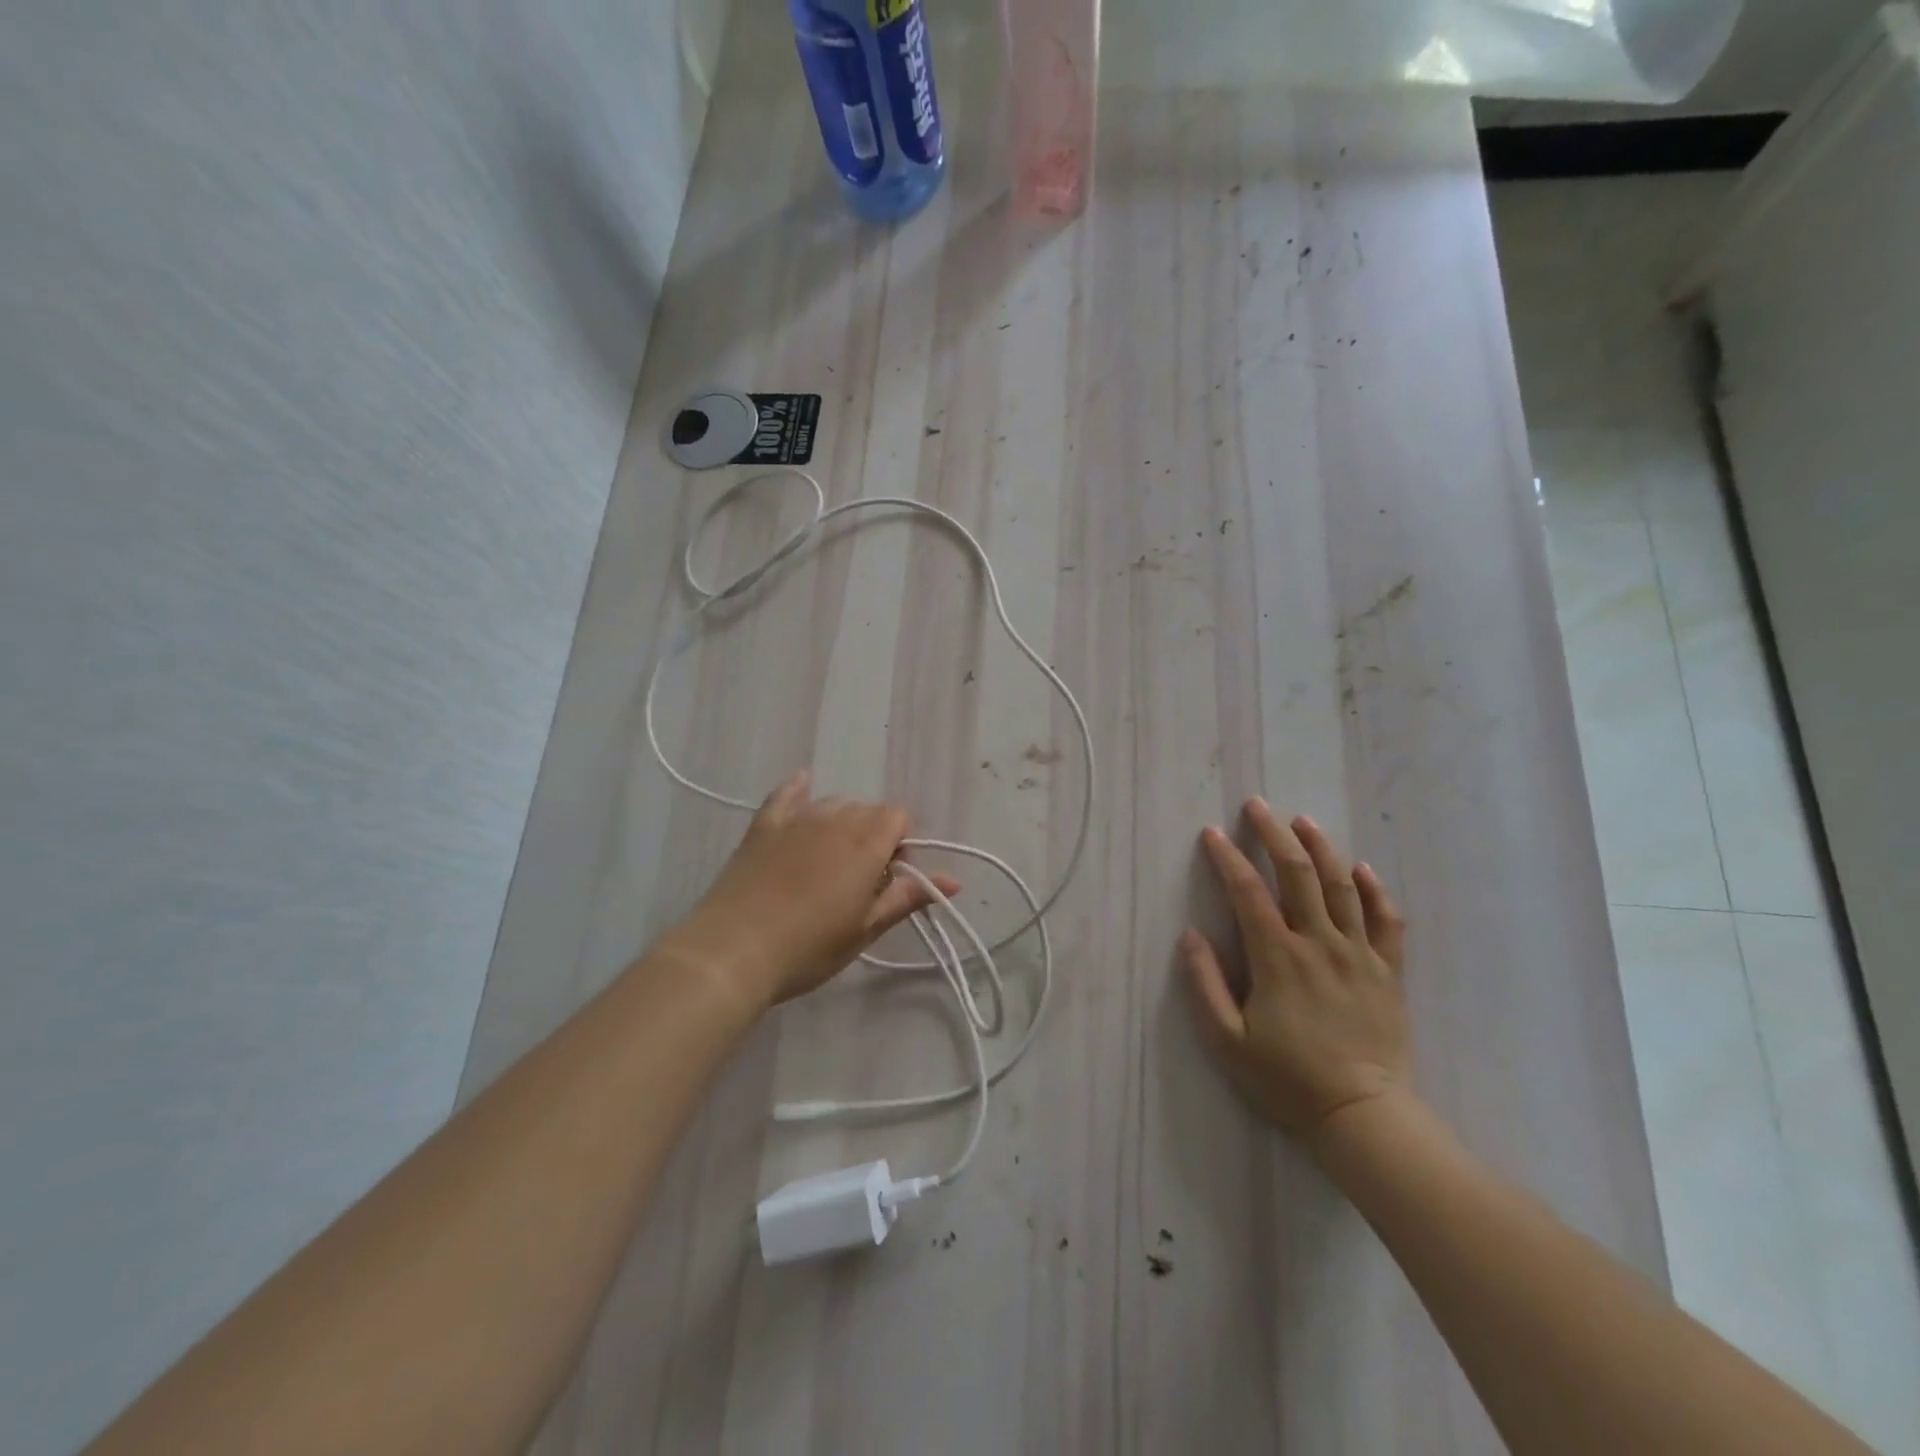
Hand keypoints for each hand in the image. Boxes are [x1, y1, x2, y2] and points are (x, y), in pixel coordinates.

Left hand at [663, 769, 958, 1012]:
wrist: (734, 951)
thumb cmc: (809, 947)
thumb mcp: (865, 929)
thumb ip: (908, 897)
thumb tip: (956, 880)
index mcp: (866, 843)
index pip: (898, 816)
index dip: (901, 843)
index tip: (887, 878)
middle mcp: (835, 819)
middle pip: (867, 810)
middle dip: (873, 835)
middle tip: (860, 880)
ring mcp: (796, 819)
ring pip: (833, 803)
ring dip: (842, 822)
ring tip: (829, 861)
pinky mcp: (763, 825)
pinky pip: (786, 794)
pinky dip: (798, 789)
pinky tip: (803, 782)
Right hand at [1181, 800, 1410, 1150]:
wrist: (1363, 1117)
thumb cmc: (1287, 1080)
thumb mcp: (1227, 1041)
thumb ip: (1204, 984)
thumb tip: (1190, 935)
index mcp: (1278, 957)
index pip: (1248, 892)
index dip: (1227, 858)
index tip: (1211, 833)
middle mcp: (1319, 943)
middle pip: (1298, 874)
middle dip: (1274, 835)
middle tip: (1258, 807)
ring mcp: (1359, 955)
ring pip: (1342, 887)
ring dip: (1321, 848)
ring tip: (1304, 821)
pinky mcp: (1388, 972)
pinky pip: (1387, 920)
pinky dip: (1375, 890)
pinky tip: (1362, 869)